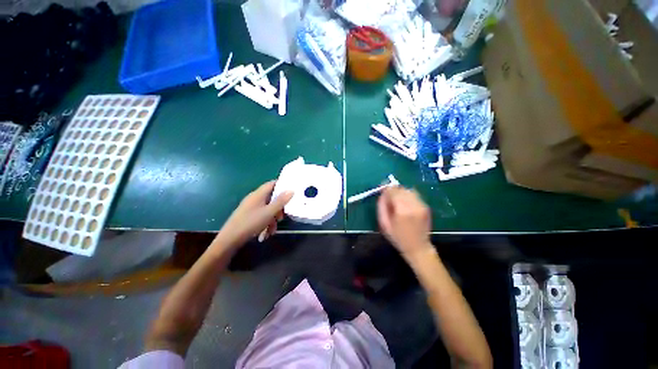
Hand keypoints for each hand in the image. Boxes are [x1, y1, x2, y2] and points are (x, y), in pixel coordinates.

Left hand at [216, 181, 293, 247]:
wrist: (230, 239)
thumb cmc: (251, 223)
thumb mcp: (269, 212)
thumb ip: (281, 201)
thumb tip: (291, 190)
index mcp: (258, 194)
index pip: (272, 184)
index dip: (282, 185)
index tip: (291, 191)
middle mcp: (254, 199)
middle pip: (271, 198)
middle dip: (278, 208)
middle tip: (281, 217)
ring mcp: (250, 207)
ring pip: (267, 209)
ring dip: (272, 219)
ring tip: (272, 230)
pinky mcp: (248, 216)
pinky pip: (261, 216)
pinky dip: (265, 223)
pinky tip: (265, 233)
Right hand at [377, 186, 432, 258]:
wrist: (418, 248)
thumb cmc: (398, 237)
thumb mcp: (384, 224)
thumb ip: (381, 206)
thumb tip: (382, 193)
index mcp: (401, 210)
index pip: (392, 190)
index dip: (386, 189)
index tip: (382, 192)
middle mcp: (413, 205)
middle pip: (400, 188)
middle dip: (393, 191)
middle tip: (389, 199)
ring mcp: (421, 205)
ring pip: (408, 190)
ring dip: (401, 193)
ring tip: (397, 202)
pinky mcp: (426, 206)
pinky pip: (415, 195)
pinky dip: (408, 196)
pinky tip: (405, 204)